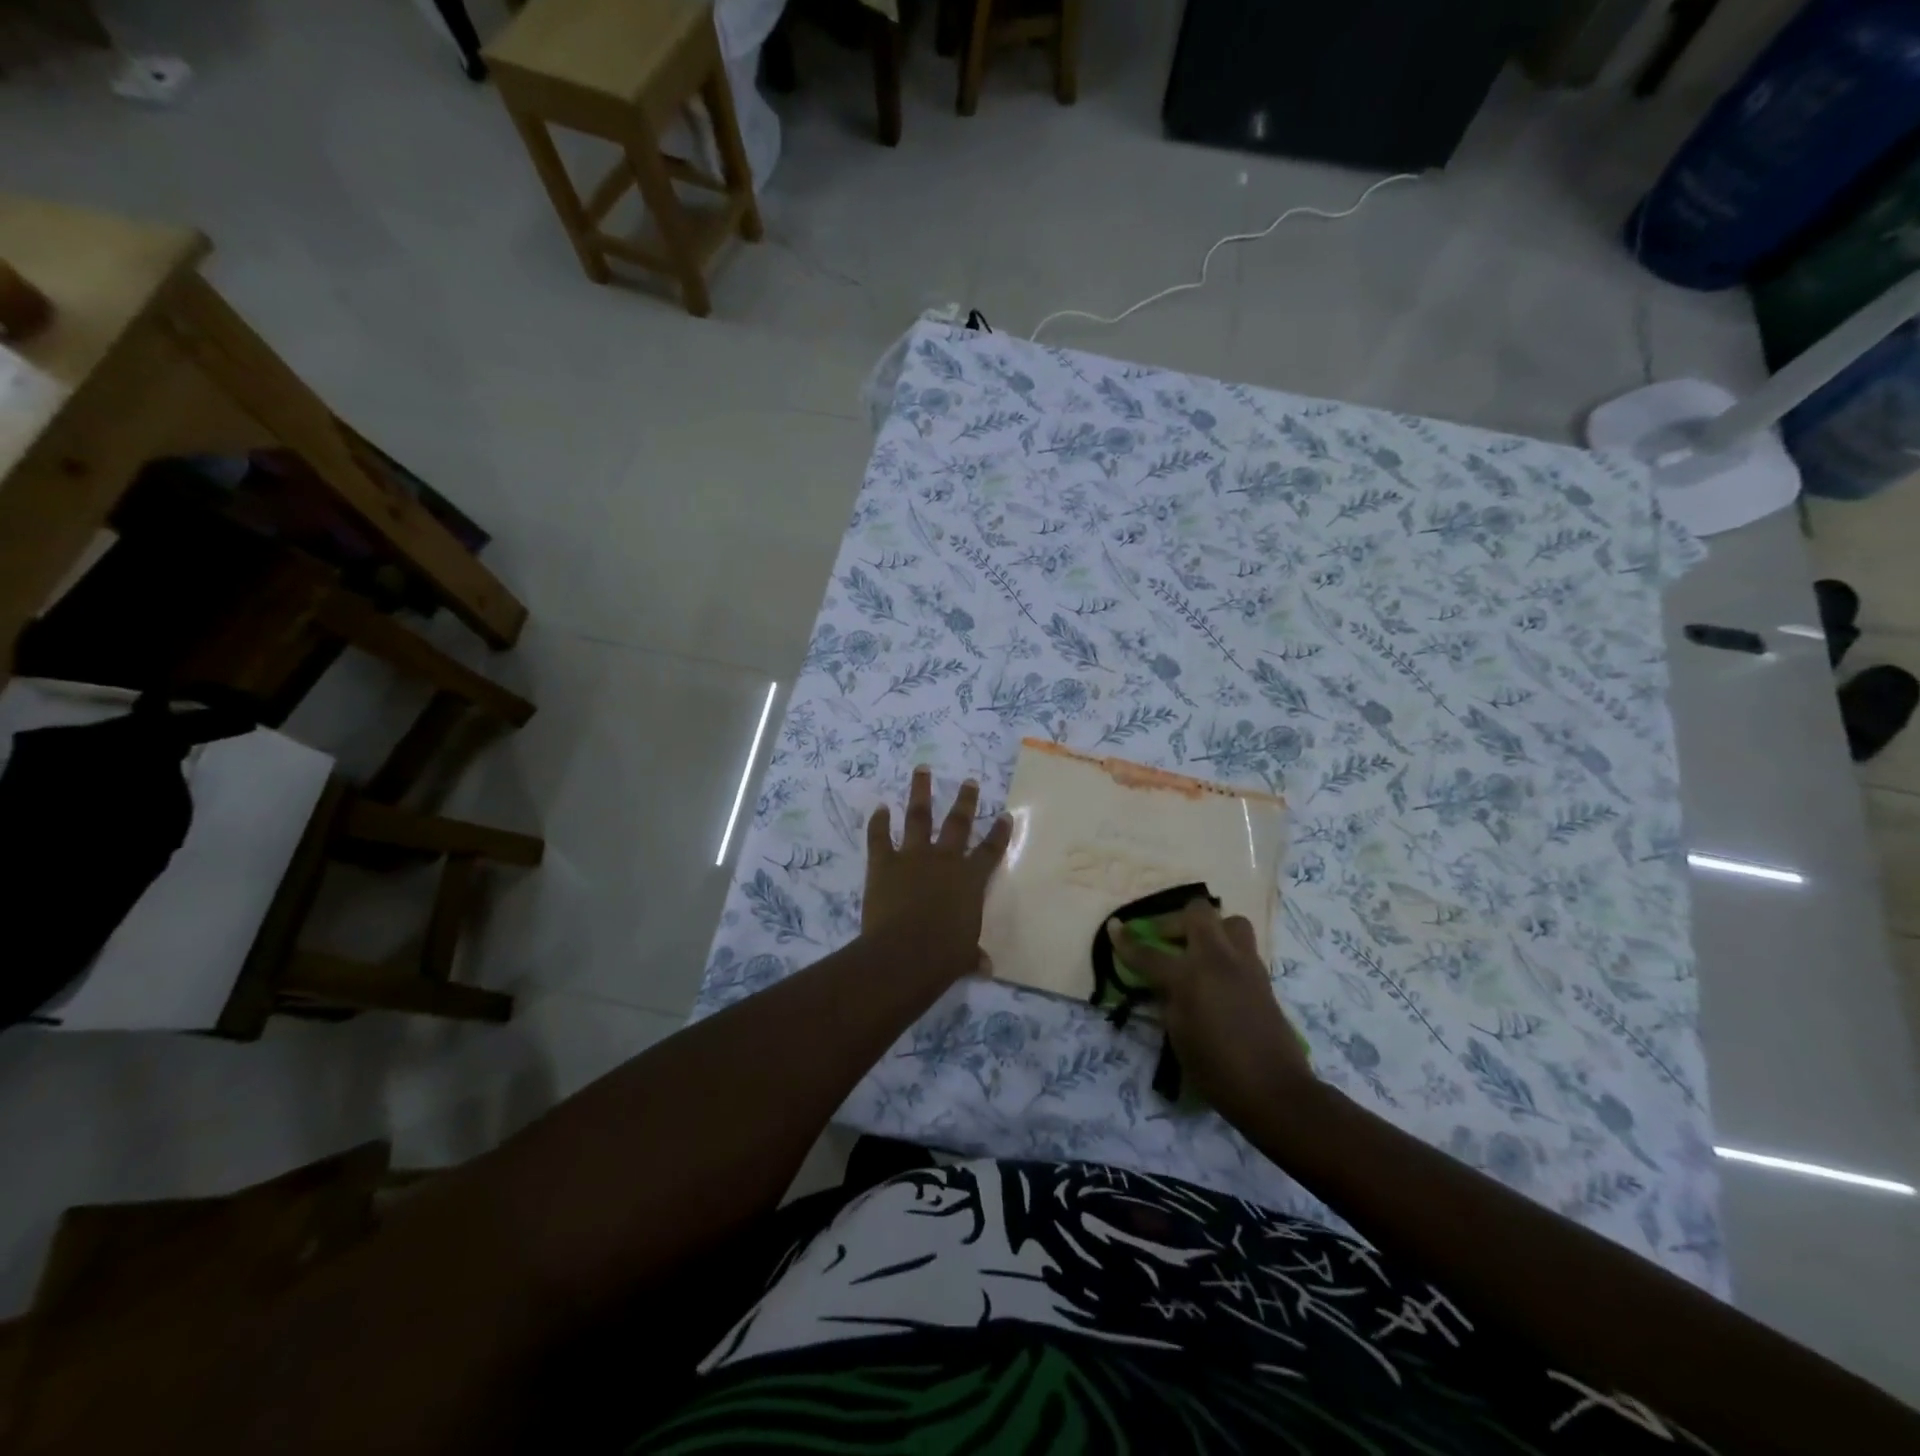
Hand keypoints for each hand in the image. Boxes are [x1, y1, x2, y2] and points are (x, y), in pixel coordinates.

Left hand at [863, 767, 1011, 981]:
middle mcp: (945, 860)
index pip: (990, 851)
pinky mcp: (884, 862)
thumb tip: (985, 966)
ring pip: (918, 816)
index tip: (1005, 815)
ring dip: (920, 791)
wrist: (906, 952)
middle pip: (958, 823)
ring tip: (922, 769)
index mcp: (970, 880)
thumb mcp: (964, 956)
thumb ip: (973, 955)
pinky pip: (879, 837)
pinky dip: (878, 822)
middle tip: (969, 780)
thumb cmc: (944, 956)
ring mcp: (913, 857)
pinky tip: (879, 808)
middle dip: (965, 800)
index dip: (998, 833)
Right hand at [1107, 899, 1311, 1123]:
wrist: (1274, 1090)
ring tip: (1197, 950)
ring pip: (1228, 921)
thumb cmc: (1217, 1070)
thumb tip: (1164, 984)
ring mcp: (1244, 964)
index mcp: (1189, 976)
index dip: (1126, 941)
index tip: (1114, 928)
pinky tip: (1217, 973)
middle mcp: (1217, 959)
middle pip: (1196, 913)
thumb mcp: (1178, 1036)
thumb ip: (1167, 1000)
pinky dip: (1226, 949)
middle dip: (1174, 921)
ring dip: (1209, 929)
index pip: (1149, 952)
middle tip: (1163, 940)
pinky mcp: (1263, 976)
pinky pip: (1243, 945)